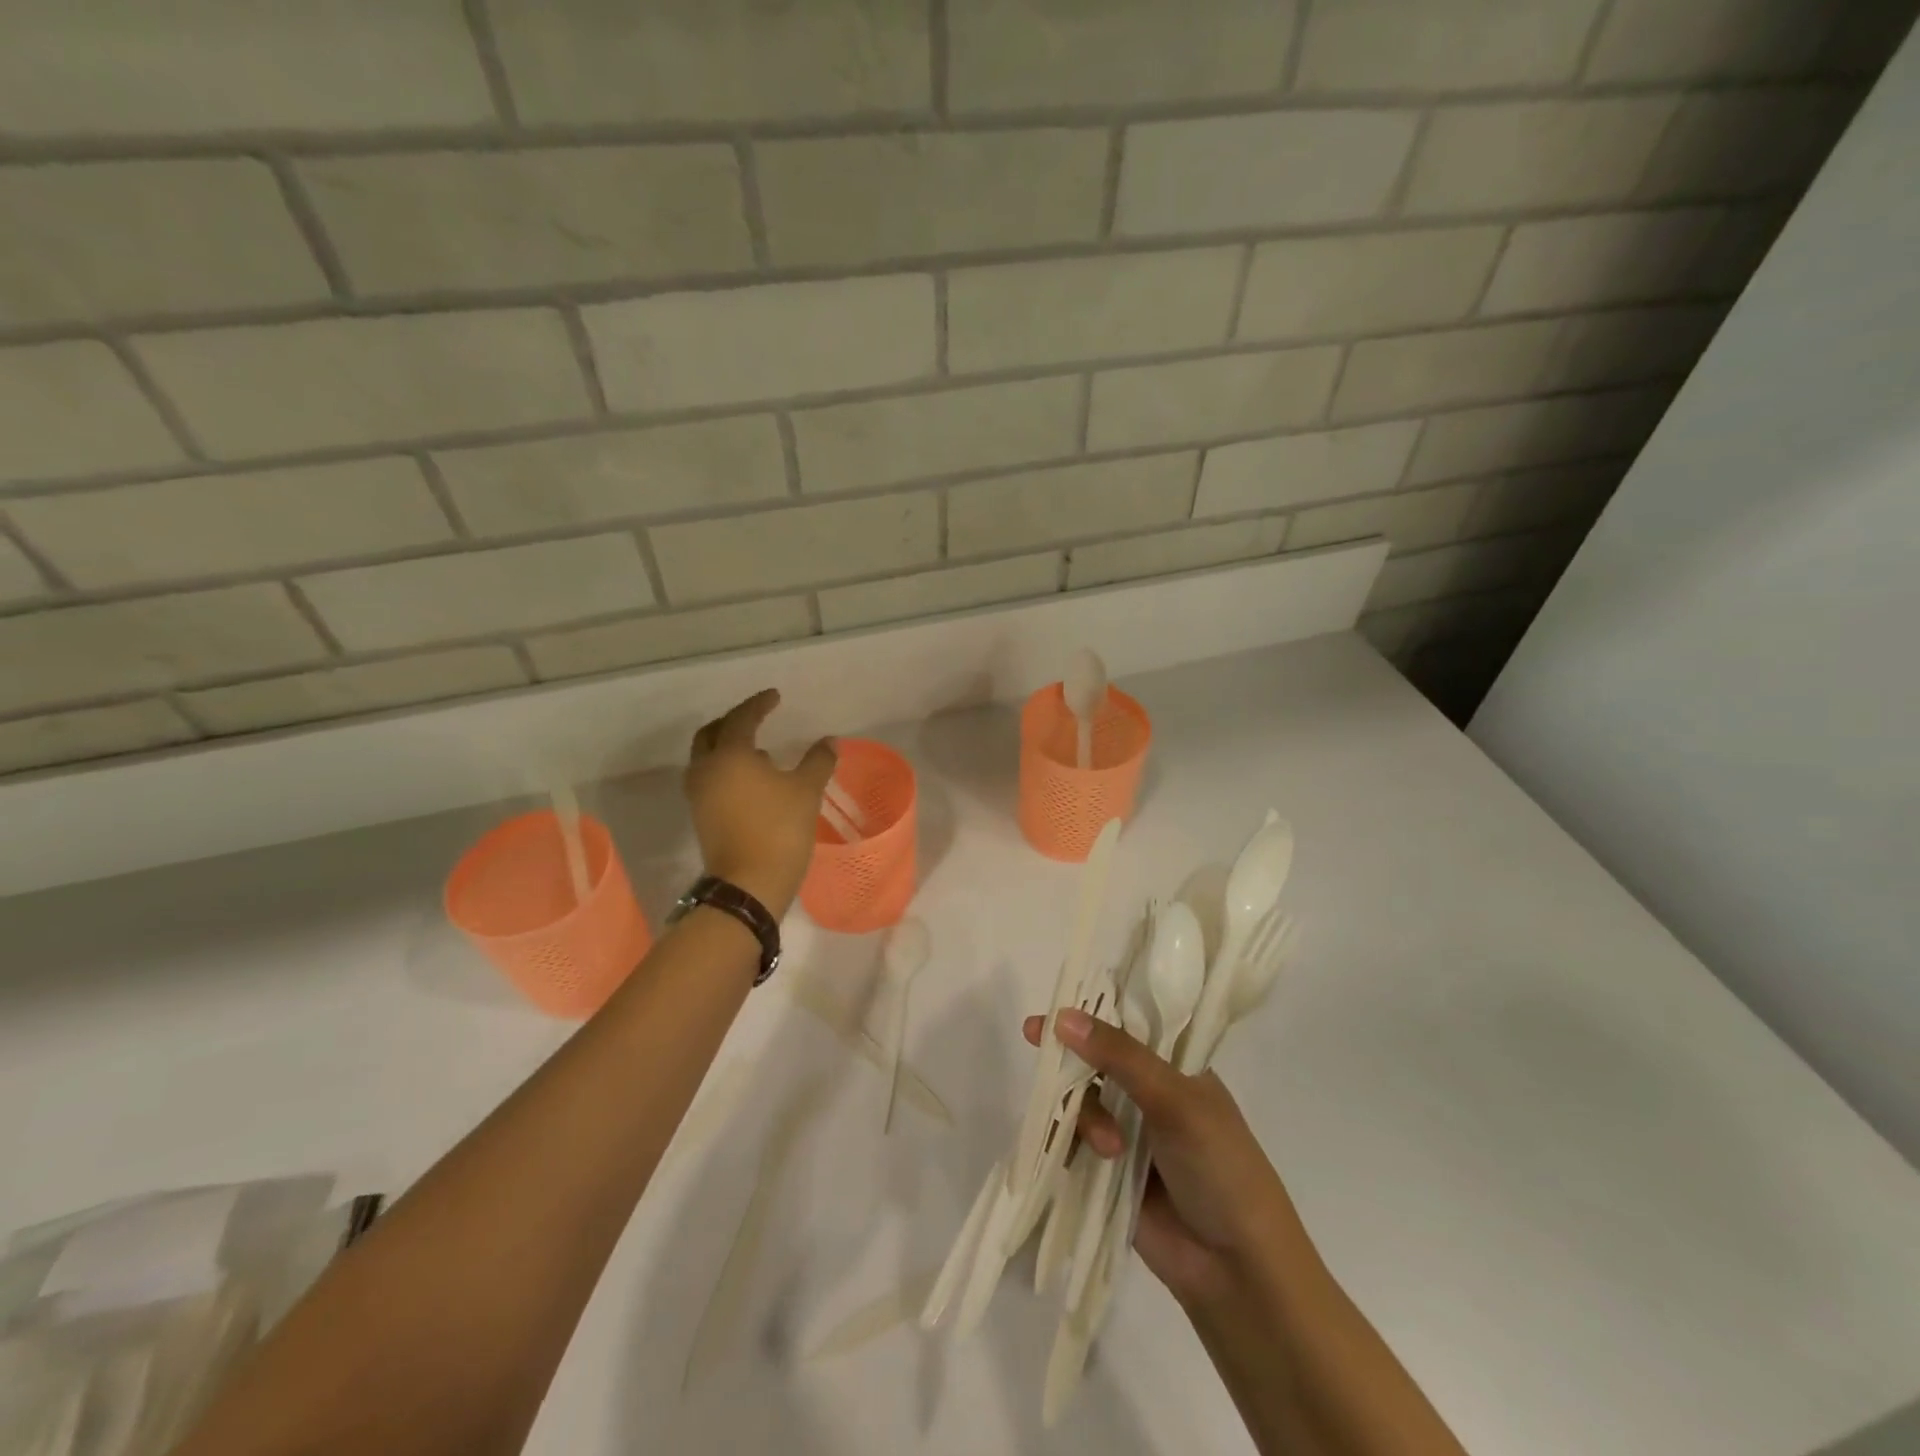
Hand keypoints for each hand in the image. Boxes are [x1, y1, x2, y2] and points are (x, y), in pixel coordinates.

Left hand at [684, 690, 835, 917]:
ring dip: (727, 746)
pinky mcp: (701, 815)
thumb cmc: (779, 828)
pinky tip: (752, 779)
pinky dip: (726, 768)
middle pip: (711, 734)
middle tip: (756, 717)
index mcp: (729, 755)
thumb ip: (817, 761)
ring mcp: (699, 794)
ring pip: (706, 757)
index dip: (759, 705)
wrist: (749, 883)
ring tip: (758, 749)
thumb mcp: (806, 790)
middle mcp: (706, 769)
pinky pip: (709, 778)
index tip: (775, 697)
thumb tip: (830, 741)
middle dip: (733, 721)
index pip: (741, 719)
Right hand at [1023, 1008, 1308, 1309]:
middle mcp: (1150, 1094)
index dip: (1091, 1013)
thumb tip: (1062, 1016)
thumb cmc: (1221, 1168)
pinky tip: (1075, 1155)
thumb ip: (1120, 1056)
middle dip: (1071, 1056)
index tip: (1054, 1007)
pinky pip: (1071, 1141)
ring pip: (1081, 1100)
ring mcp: (1128, 1133)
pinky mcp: (1108, 1173)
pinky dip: (1066, 1141)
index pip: (1128, 1024)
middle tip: (1034, 1038)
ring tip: (1107, 1148)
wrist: (1238, 1271)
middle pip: (1096, 1059)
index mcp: (1176, 1067)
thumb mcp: (1175, 1100)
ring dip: (1083, 1114)